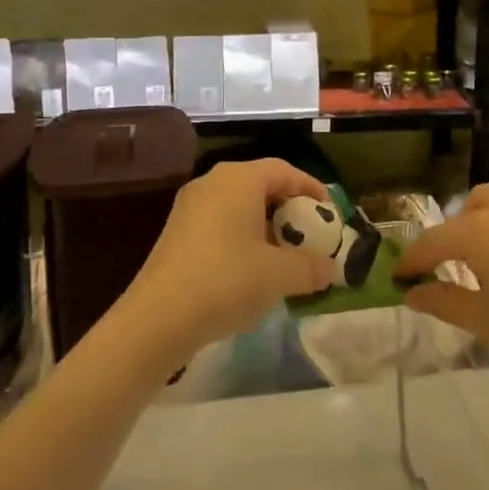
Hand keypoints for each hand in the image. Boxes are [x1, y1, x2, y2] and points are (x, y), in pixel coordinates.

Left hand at [120, 159, 332, 366]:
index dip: (311, 188)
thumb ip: (311, 267)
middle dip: (288, 209)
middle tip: (309, 234)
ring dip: (265, 226)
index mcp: (239, 179)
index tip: (329, 213)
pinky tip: (252, 270)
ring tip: (285, 256)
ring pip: (239, 206)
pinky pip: (220, 223)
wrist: (157, 319)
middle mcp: (213, 183)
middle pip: (261, 186)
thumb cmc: (226, 281)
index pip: (284, 170)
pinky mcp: (176, 233)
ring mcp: (190, 207)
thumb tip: (330, 269)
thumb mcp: (280, 275)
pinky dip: (242, 238)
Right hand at [396, 184, 488, 396]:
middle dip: (454, 232)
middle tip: (451, 267)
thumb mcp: (485, 321)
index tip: (400, 278)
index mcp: (478, 233)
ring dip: (486, 225)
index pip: (433, 242)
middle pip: (470, 208)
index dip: (413, 261)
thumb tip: (412, 293)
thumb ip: (444, 302)